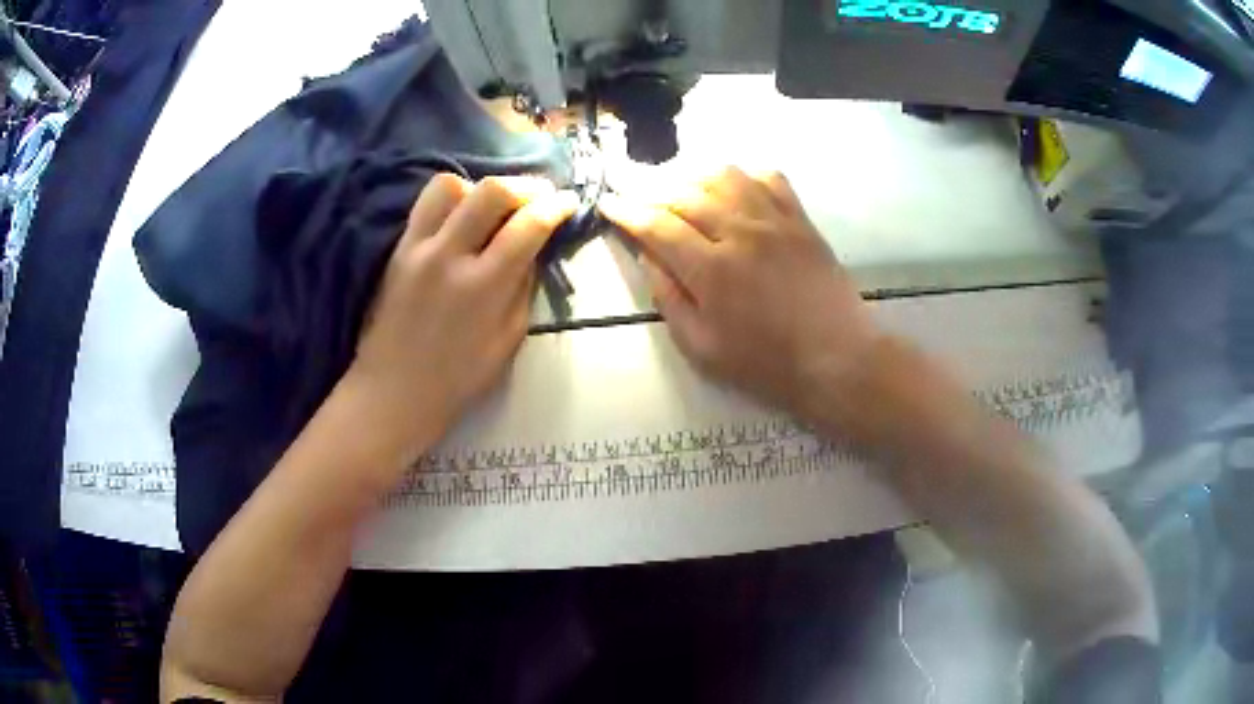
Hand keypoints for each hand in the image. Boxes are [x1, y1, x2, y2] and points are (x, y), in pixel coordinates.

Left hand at [347, 174, 578, 462]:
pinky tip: (461, 215)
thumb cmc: (459, 377)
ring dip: (480, 187)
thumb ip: (524, 287)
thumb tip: (534, 248)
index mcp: (484, 287)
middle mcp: (449, 257)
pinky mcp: (397, 248)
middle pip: (491, 191)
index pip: (528, 226)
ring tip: (492, 206)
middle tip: (538, 195)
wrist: (395, 390)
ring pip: (450, 184)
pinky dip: (450, 198)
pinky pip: (425, 203)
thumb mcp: (509, 340)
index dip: (556, 206)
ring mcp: (418, 248)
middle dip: (525, 185)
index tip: (569, 201)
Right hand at [600, 167, 879, 419]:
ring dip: (693, 177)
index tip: (608, 203)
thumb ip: (668, 297)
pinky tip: (734, 191)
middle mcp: (741, 231)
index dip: (627, 211)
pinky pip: (768, 177)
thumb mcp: (701, 347)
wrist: (836, 358)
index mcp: (711, 269)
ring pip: (724, 175)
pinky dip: (743, 176)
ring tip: (682, 192)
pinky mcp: (801, 219)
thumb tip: (647, 255)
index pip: (657, 224)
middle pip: (685, 192)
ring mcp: (775, 220)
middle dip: (653, 192)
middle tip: (640, 200)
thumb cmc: (765, 363)